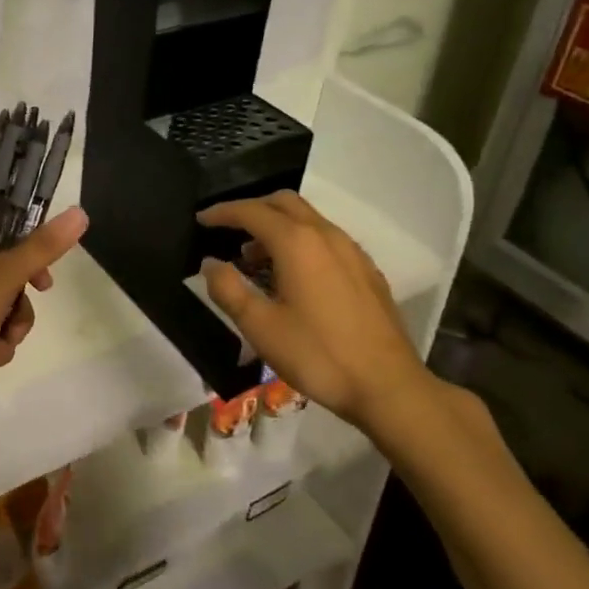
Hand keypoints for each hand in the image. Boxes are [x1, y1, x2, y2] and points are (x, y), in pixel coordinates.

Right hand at [197, 191, 438, 451]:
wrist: (388, 385)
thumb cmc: (318, 355)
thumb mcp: (261, 327)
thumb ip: (229, 289)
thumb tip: (210, 264)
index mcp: (297, 243)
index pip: (252, 212)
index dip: (222, 212)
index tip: (201, 219)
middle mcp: (326, 235)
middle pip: (284, 203)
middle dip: (252, 209)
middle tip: (228, 230)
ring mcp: (351, 251)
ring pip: (308, 219)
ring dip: (277, 226)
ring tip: (254, 259)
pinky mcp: (366, 270)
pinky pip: (326, 239)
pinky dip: (301, 241)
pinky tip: (294, 276)